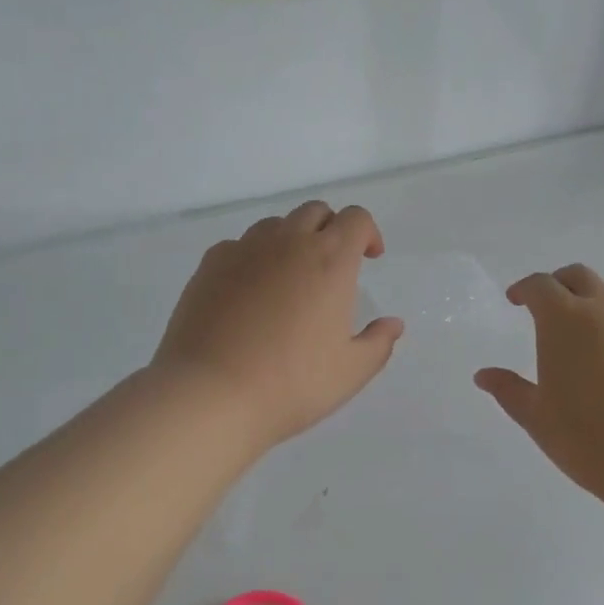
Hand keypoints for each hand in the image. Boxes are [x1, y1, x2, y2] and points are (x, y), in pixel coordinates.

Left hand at [152, 202, 403, 451]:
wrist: (211, 393)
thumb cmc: (292, 383)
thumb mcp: (350, 372)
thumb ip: (378, 343)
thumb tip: (393, 324)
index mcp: (330, 259)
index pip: (356, 219)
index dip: (368, 233)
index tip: (368, 258)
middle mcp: (288, 242)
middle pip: (315, 211)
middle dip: (330, 229)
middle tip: (331, 266)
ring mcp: (244, 249)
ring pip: (275, 225)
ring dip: (290, 240)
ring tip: (289, 278)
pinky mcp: (210, 264)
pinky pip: (238, 246)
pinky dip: (252, 257)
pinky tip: (248, 292)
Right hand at [474, 264, 603, 513]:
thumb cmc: (590, 440)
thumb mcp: (537, 418)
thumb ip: (509, 390)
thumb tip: (484, 375)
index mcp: (565, 320)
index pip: (540, 285)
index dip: (525, 289)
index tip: (517, 300)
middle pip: (582, 277)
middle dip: (562, 285)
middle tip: (554, 306)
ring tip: (599, 334)